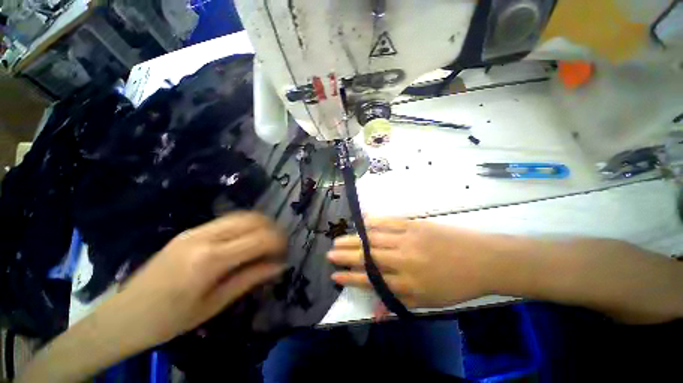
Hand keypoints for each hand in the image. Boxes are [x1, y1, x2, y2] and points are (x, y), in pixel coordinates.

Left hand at [115, 212, 286, 346]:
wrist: (124, 316)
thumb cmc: (170, 320)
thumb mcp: (215, 304)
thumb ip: (250, 279)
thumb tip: (279, 265)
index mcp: (210, 260)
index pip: (259, 239)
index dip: (278, 243)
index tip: (284, 253)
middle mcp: (204, 237)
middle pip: (252, 219)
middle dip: (272, 229)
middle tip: (278, 245)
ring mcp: (195, 230)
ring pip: (241, 215)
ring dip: (260, 224)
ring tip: (266, 240)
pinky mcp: (190, 230)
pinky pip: (227, 219)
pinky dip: (245, 224)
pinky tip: (246, 238)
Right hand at [327, 218, 500, 308]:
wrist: (482, 260)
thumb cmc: (456, 284)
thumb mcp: (430, 302)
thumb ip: (400, 303)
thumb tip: (376, 312)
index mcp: (408, 284)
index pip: (370, 281)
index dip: (350, 278)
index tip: (334, 276)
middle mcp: (403, 261)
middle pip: (367, 258)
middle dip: (345, 256)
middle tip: (330, 254)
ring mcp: (407, 240)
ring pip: (374, 239)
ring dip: (354, 239)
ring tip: (338, 239)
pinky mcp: (414, 225)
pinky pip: (388, 222)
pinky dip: (373, 222)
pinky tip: (362, 222)